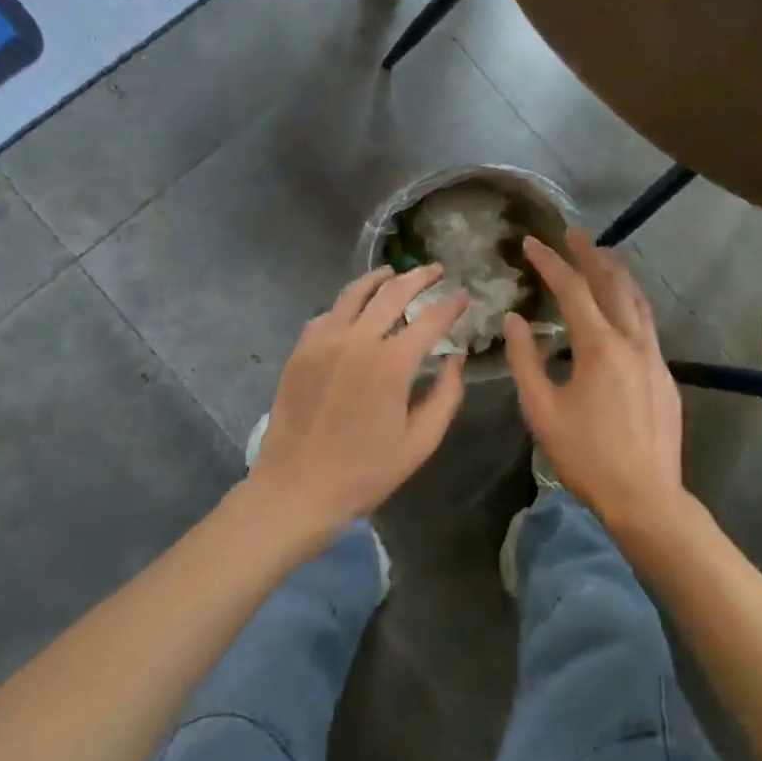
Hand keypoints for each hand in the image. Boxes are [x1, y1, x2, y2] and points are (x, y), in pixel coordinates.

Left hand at [247, 266, 468, 534]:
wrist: (296, 490)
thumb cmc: (365, 472)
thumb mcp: (420, 442)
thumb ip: (446, 395)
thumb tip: (456, 358)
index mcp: (391, 363)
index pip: (431, 319)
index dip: (451, 305)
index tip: (464, 296)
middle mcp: (358, 339)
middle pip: (393, 292)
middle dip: (420, 277)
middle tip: (436, 270)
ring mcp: (324, 340)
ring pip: (355, 293)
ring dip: (380, 278)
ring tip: (395, 272)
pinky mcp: (301, 349)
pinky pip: (328, 313)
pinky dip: (347, 304)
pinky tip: (355, 308)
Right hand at [504, 230, 685, 535]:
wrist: (646, 497)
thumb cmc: (587, 456)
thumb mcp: (542, 410)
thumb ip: (526, 360)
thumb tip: (515, 320)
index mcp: (599, 346)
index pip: (573, 290)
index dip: (551, 262)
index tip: (532, 242)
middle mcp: (632, 341)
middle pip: (612, 284)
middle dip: (591, 254)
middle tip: (575, 232)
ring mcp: (654, 356)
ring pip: (637, 301)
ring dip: (618, 274)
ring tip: (602, 255)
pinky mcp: (665, 374)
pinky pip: (646, 323)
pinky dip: (631, 301)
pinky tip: (622, 308)